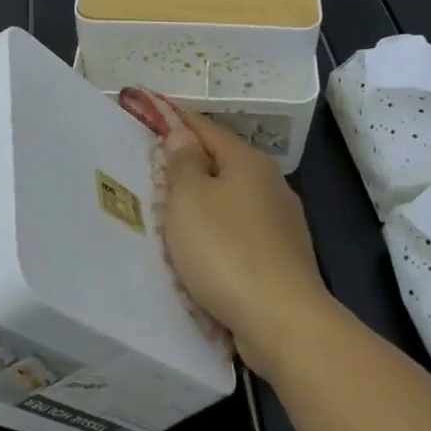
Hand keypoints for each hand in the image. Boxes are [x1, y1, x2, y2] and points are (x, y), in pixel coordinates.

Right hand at [119, 89, 346, 379]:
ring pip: (232, 199)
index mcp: (248, 161)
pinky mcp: (283, 256)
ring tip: (172, 213)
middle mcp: (270, 184)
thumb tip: (182, 134)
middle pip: (221, 163)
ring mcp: (282, 222)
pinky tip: (204, 250)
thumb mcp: (190, 200)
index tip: (147, 111)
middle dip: (188, 164)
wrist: (282, 319)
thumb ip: (183, 162)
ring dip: (204, 202)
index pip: (204, 128)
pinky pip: (240, 232)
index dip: (174, 119)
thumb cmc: (226, 251)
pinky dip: (218, 232)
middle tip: (152, 170)